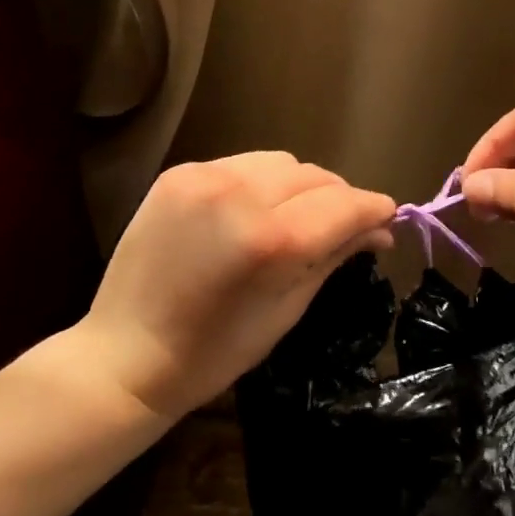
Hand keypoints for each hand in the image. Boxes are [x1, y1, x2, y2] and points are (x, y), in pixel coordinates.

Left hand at [85, 152, 395, 418]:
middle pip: (317, 176)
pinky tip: (250, 213)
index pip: (346, 204)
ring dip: (300, 187)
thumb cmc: (215, 351)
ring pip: (283, 162)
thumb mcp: (288, 309)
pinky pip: (243, 165)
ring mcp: (205, 178)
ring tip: (293, 218)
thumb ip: (336, 256)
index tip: (387, 221)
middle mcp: (242, 194)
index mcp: (274, 240)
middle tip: (340, 229)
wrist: (126, 353)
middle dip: (338, 200)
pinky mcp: (179, 173)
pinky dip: (260, 184)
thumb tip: (380, 229)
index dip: (375, 210)